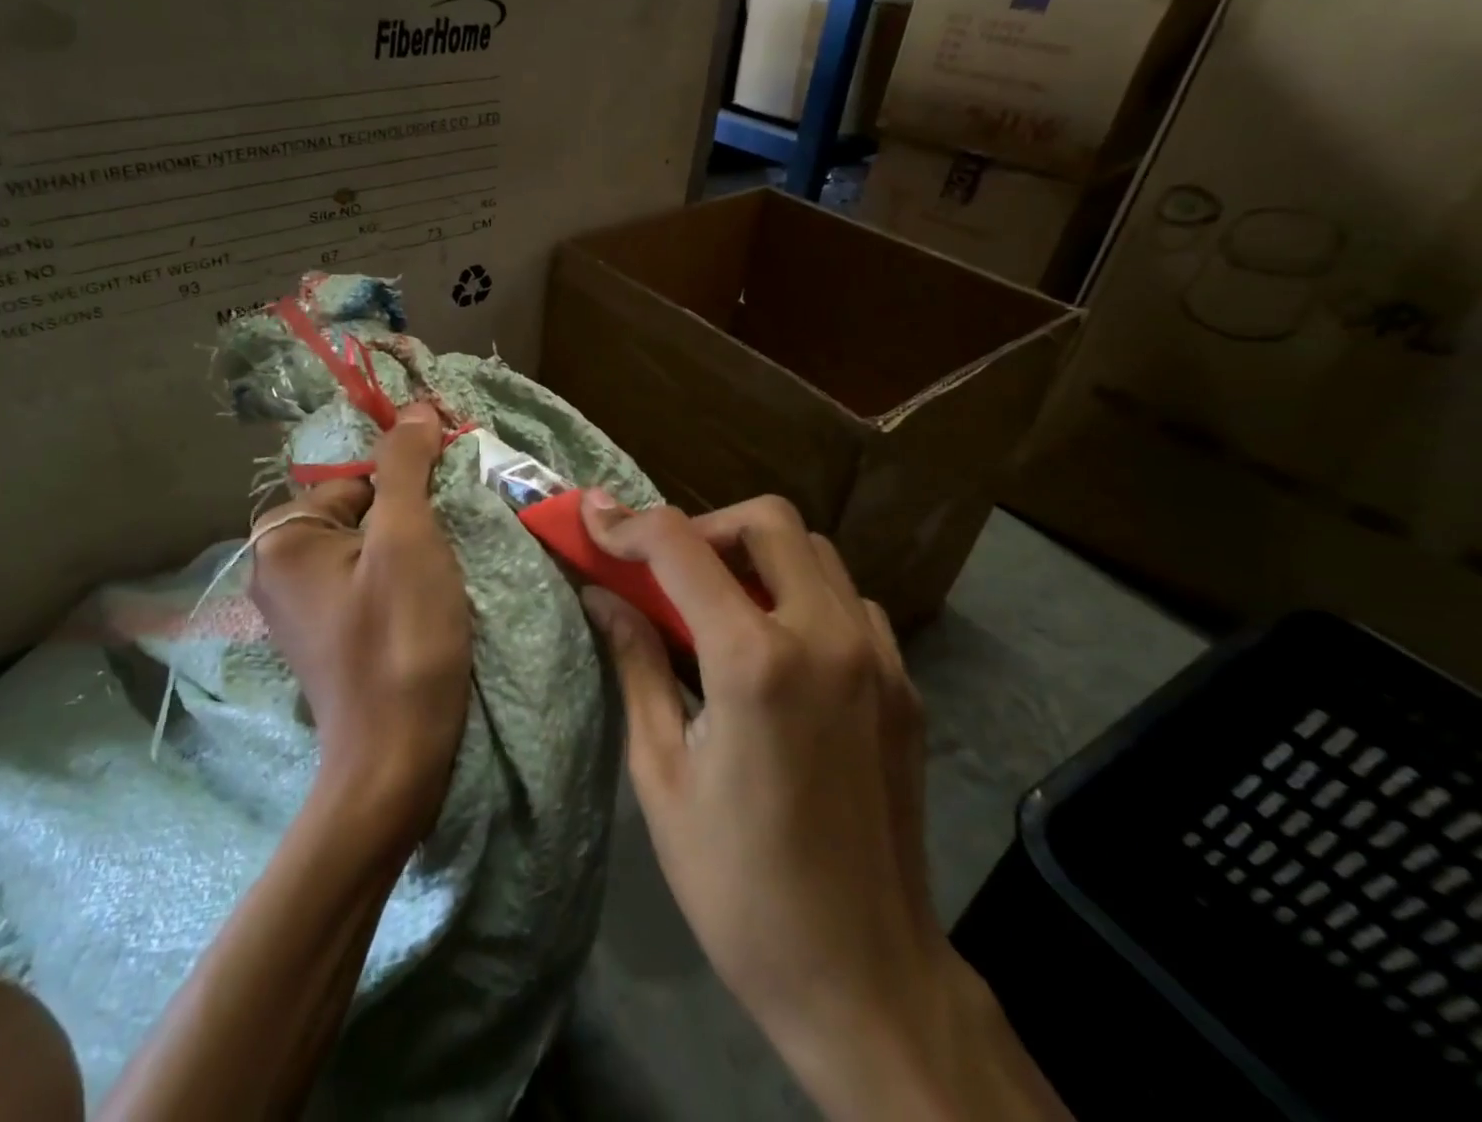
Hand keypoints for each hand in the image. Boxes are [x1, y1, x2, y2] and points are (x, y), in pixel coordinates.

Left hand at [249, 403, 472, 848]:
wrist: (396, 759)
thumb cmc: (400, 639)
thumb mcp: (407, 537)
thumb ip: (406, 465)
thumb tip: (416, 408)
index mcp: (283, 537)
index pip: (357, 478)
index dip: (409, 485)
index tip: (447, 508)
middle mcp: (277, 567)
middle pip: (361, 511)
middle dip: (410, 520)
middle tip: (447, 550)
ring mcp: (300, 606)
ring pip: (368, 547)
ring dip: (412, 550)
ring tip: (443, 579)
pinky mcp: (327, 634)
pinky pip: (366, 582)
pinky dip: (399, 582)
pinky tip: (427, 605)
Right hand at [580, 493, 1065, 1120]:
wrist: (865, 979)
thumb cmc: (739, 886)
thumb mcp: (661, 772)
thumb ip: (635, 663)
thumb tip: (600, 596)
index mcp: (755, 662)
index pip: (681, 547)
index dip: (627, 524)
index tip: (593, 519)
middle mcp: (825, 637)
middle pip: (767, 519)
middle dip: (705, 525)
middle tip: (667, 568)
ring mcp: (878, 657)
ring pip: (814, 551)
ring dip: (757, 555)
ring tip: (718, 603)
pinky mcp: (905, 684)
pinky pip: (850, 601)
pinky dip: (803, 594)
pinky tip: (778, 647)